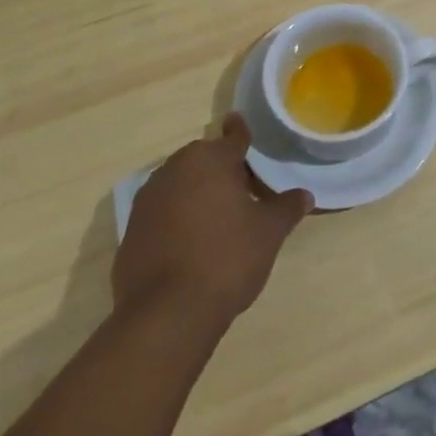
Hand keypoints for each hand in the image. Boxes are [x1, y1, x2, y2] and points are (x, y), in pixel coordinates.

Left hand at [112, 115, 312, 326]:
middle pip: (204, 160)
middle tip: (244, 190)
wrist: (167, 314)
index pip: (232, 138)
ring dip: (197, 193)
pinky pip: (162, 214)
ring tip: (218, 218)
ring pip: (180, 185)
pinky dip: (176, 219)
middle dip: (222, 170)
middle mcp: (174, 170)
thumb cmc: (226, 258)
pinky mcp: (131, 232)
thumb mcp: (268, 232)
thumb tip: (305, 195)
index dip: (240, 132)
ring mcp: (147, 200)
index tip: (239, 121)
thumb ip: (286, 208)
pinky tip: (192, 243)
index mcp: (209, 160)